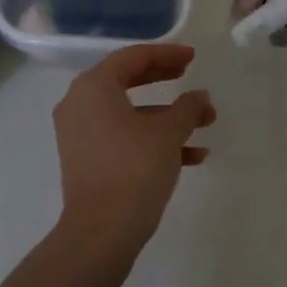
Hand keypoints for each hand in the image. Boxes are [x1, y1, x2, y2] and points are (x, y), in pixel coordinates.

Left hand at [53, 44, 213, 245]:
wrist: (102, 232)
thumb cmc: (134, 168)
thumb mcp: (168, 132)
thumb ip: (187, 107)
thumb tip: (199, 97)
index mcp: (93, 87)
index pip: (133, 57)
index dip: (167, 54)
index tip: (193, 57)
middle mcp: (80, 104)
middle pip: (128, 81)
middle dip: (166, 81)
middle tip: (191, 77)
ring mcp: (81, 134)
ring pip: (130, 113)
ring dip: (168, 116)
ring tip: (206, 123)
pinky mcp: (88, 160)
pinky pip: (124, 137)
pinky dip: (153, 140)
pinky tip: (193, 156)